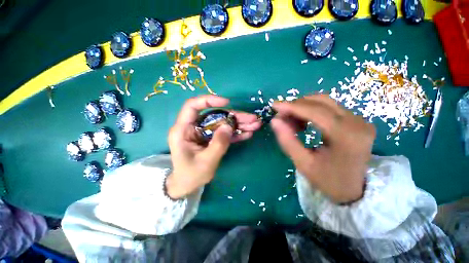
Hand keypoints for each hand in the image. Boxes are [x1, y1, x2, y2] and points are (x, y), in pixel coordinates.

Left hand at [166, 95, 261, 198]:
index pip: (193, 106)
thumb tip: (229, 126)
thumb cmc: (191, 175)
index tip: (227, 102)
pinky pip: (224, 132)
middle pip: (215, 115)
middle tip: (253, 119)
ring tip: (256, 125)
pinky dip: (236, 133)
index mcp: (183, 130)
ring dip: (239, 124)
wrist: (188, 185)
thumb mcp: (206, 161)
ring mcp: (204, 132)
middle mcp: (194, 127)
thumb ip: (218, 144)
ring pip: (223, 123)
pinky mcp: (211, 138)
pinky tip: (248, 133)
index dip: (209, 100)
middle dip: (235, 116)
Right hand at [271, 95, 375, 202]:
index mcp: (346, 136)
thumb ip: (287, 141)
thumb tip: (274, 120)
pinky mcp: (357, 120)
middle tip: (281, 116)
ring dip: (303, 107)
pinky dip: (312, 111)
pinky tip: (304, 122)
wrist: (354, 189)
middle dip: (296, 106)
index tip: (274, 106)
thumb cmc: (328, 180)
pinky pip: (330, 107)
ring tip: (292, 121)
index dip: (292, 106)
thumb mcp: (303, 163)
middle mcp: (357, 123)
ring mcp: (359, 120)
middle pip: (321, 102)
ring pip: (325, 102)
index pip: (315, 112)